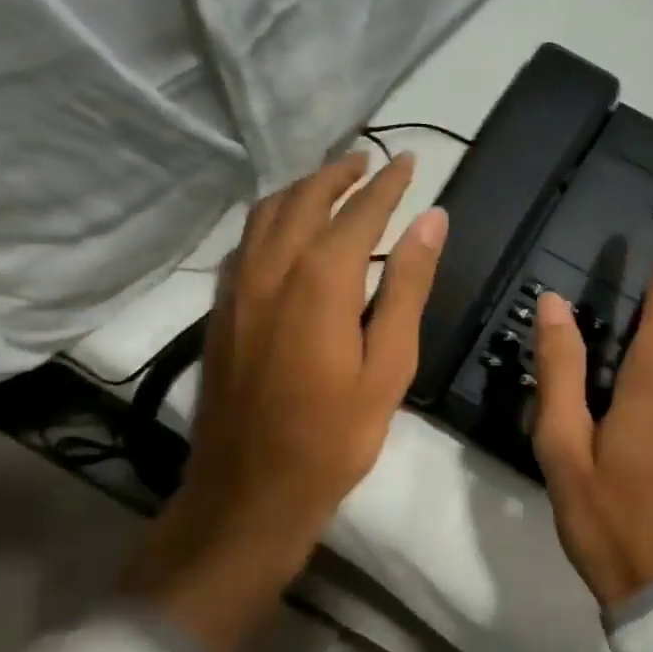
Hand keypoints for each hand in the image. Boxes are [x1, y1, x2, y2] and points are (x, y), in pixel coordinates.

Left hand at [124, 151, 447, 651]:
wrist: (250, 490)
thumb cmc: (334, 436)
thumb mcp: (389, 365)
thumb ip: (408, 287)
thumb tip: (432, 221)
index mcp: (321, 279)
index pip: (360, 211)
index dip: (388, 184)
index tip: (410, 161)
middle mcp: (272, 268)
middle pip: (306, 199)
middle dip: (339, 173)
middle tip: (369, 161)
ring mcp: (238, 287)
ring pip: (267, 213)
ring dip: (301, 189)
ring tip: (330, 183)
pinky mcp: (220, 309)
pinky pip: (245, 242)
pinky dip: (271, 219)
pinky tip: (284, 231)